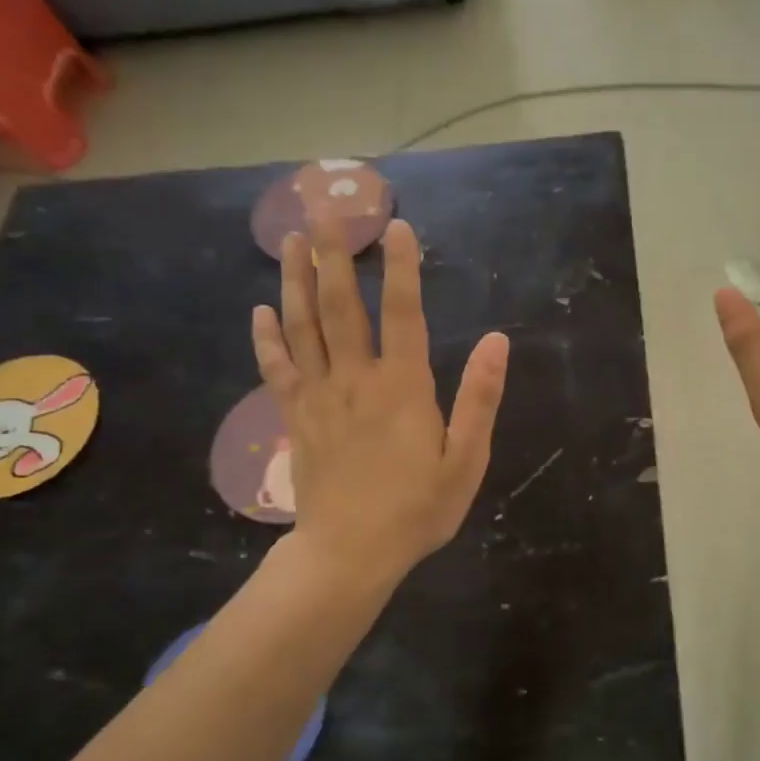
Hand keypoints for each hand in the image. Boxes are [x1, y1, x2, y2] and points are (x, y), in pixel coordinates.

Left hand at [252, 213, 508, 582]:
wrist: (351, 553)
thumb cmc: (418, 509)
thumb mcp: (466, 460)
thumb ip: (480, 398)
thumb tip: (497, 341)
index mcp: (402, 387)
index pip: (402, 313)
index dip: (401, 268)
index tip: (396, 226)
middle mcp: (356, 380)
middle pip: (340, 306)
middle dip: (333, 254)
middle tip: (323, 207)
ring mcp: (319, 397)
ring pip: (303, 327)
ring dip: (296, 279)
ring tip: (290, 239)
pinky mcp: (296, 418)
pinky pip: (278, 369)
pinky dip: (268, 338)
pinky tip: (262, 310)